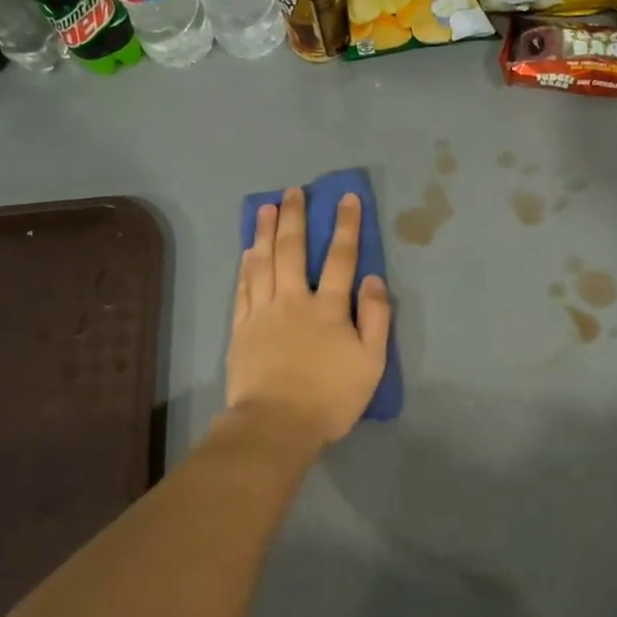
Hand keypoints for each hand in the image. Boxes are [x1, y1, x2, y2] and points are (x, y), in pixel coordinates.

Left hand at [227, 188, 391, 447]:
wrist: (276, 424)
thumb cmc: (330, 397)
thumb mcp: (371, 363)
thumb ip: (375, 318)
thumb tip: (372, 278)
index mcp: (329, 308)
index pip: (341, 258)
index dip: (346, 226)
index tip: (346, 198)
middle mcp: (294, 300)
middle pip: (293, 250)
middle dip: (295, 217)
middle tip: (293, 191)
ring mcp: (263, 312)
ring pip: (263, 262)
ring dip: (265, 232)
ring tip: (265, 208)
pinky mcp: (241, 328)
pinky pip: (243, 288)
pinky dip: (246, 266)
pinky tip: (247, 251)